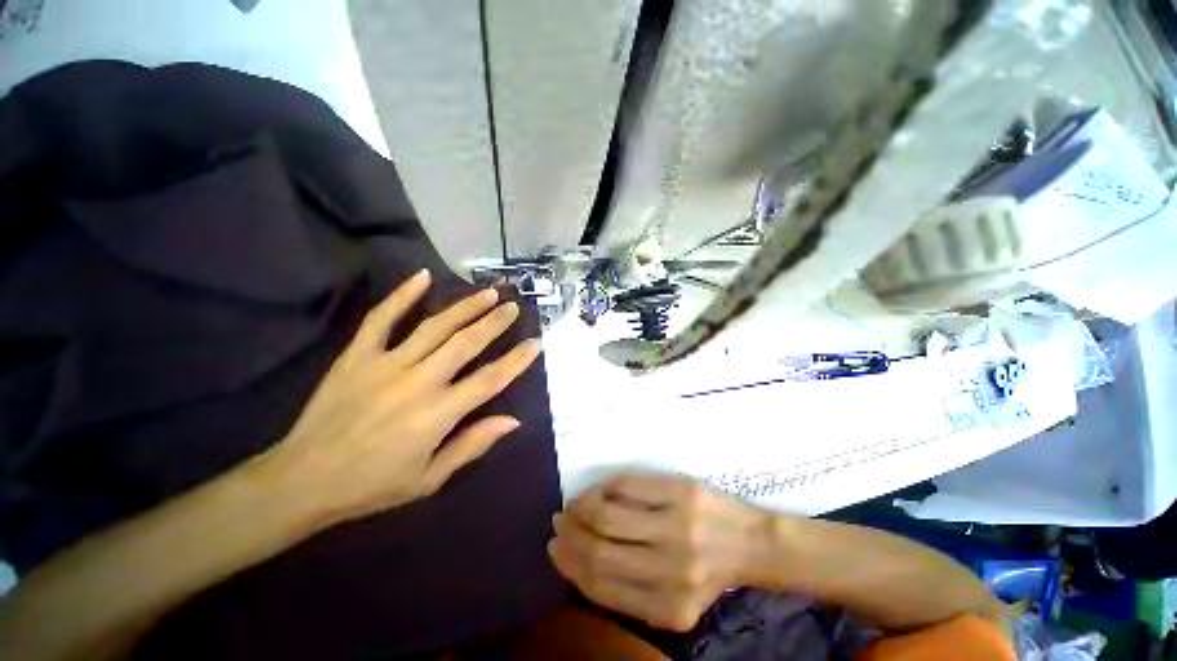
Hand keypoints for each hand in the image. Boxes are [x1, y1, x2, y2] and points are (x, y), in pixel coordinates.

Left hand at [257, 269, 541, 525]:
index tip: (535, 343)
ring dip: (462, 307)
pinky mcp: (358, 353)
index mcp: (439, 414)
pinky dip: (402, 295)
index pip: (489, 380)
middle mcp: (419, 380)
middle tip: (513, 306)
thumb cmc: (373, 485)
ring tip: (486, 293)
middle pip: (465, 343)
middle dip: (493, 323)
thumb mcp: (428, 480)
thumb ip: (469, 446)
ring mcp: (386, 361)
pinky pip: (382, 317)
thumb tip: (510, 421)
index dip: (515, 361)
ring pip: (433, 326)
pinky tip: (422, 277)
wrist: (314, 474)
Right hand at [549, 473, 770, 631]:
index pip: (597, 587)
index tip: (556, 550)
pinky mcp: (686, 494)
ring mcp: (680, 530)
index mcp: (666, 608)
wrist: (756, 544)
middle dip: (568, 538)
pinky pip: (627, 486)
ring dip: (578, 510)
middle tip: (559, 527)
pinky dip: (602, 489)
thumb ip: (626, 598)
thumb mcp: (671, 606)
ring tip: (573, 509)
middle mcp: (672, 573)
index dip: (568, 566)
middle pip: (597, 553)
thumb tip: (574, 563)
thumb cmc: (708, 577)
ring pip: (606, 517)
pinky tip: (598, 494)